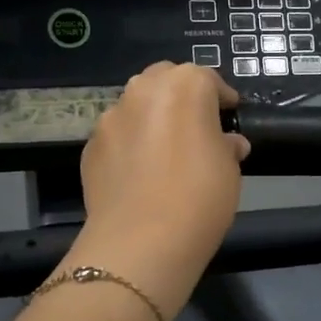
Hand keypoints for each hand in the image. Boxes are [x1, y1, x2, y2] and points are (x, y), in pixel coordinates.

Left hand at [72, 63, 249, 312]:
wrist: (141, 242)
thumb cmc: (199, 197)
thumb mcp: (230, 170)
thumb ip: (226, 146)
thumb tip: (227, 143)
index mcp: (185, 86)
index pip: (207, 79)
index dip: (221, 97)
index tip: (230, 114)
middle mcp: (143, 91)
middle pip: (165, 80)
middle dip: (181, 96)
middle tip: (196, 125)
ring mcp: (110, 117)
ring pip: (136, 106)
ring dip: (152, 118)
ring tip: (165, 150)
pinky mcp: (90, 146)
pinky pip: (117, 136)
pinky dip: (130, 145)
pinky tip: (140, 174)